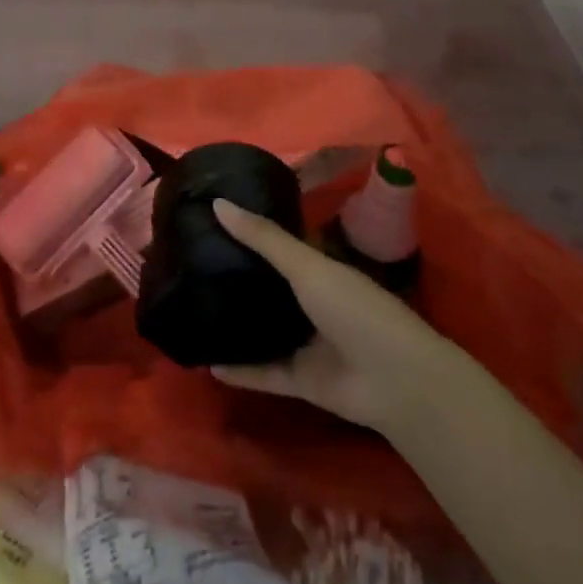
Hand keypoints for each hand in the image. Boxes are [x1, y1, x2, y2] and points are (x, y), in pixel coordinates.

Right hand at [209, 199, 451, 433]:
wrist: (394, 380)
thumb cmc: (355, 308)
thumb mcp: (308, 266)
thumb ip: (264, 239)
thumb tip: (217, 203)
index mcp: (319, 267)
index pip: (279, 244)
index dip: (249, 232)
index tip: (208, 220)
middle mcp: (311, 301)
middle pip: (268, 286)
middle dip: (235, 277)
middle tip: (188, 263)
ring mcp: (307, 342)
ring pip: (263, 330)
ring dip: (235, 324)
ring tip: (191, 309)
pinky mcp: (302, 380)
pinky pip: (263, 372)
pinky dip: (239, 371)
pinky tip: (207, 365)